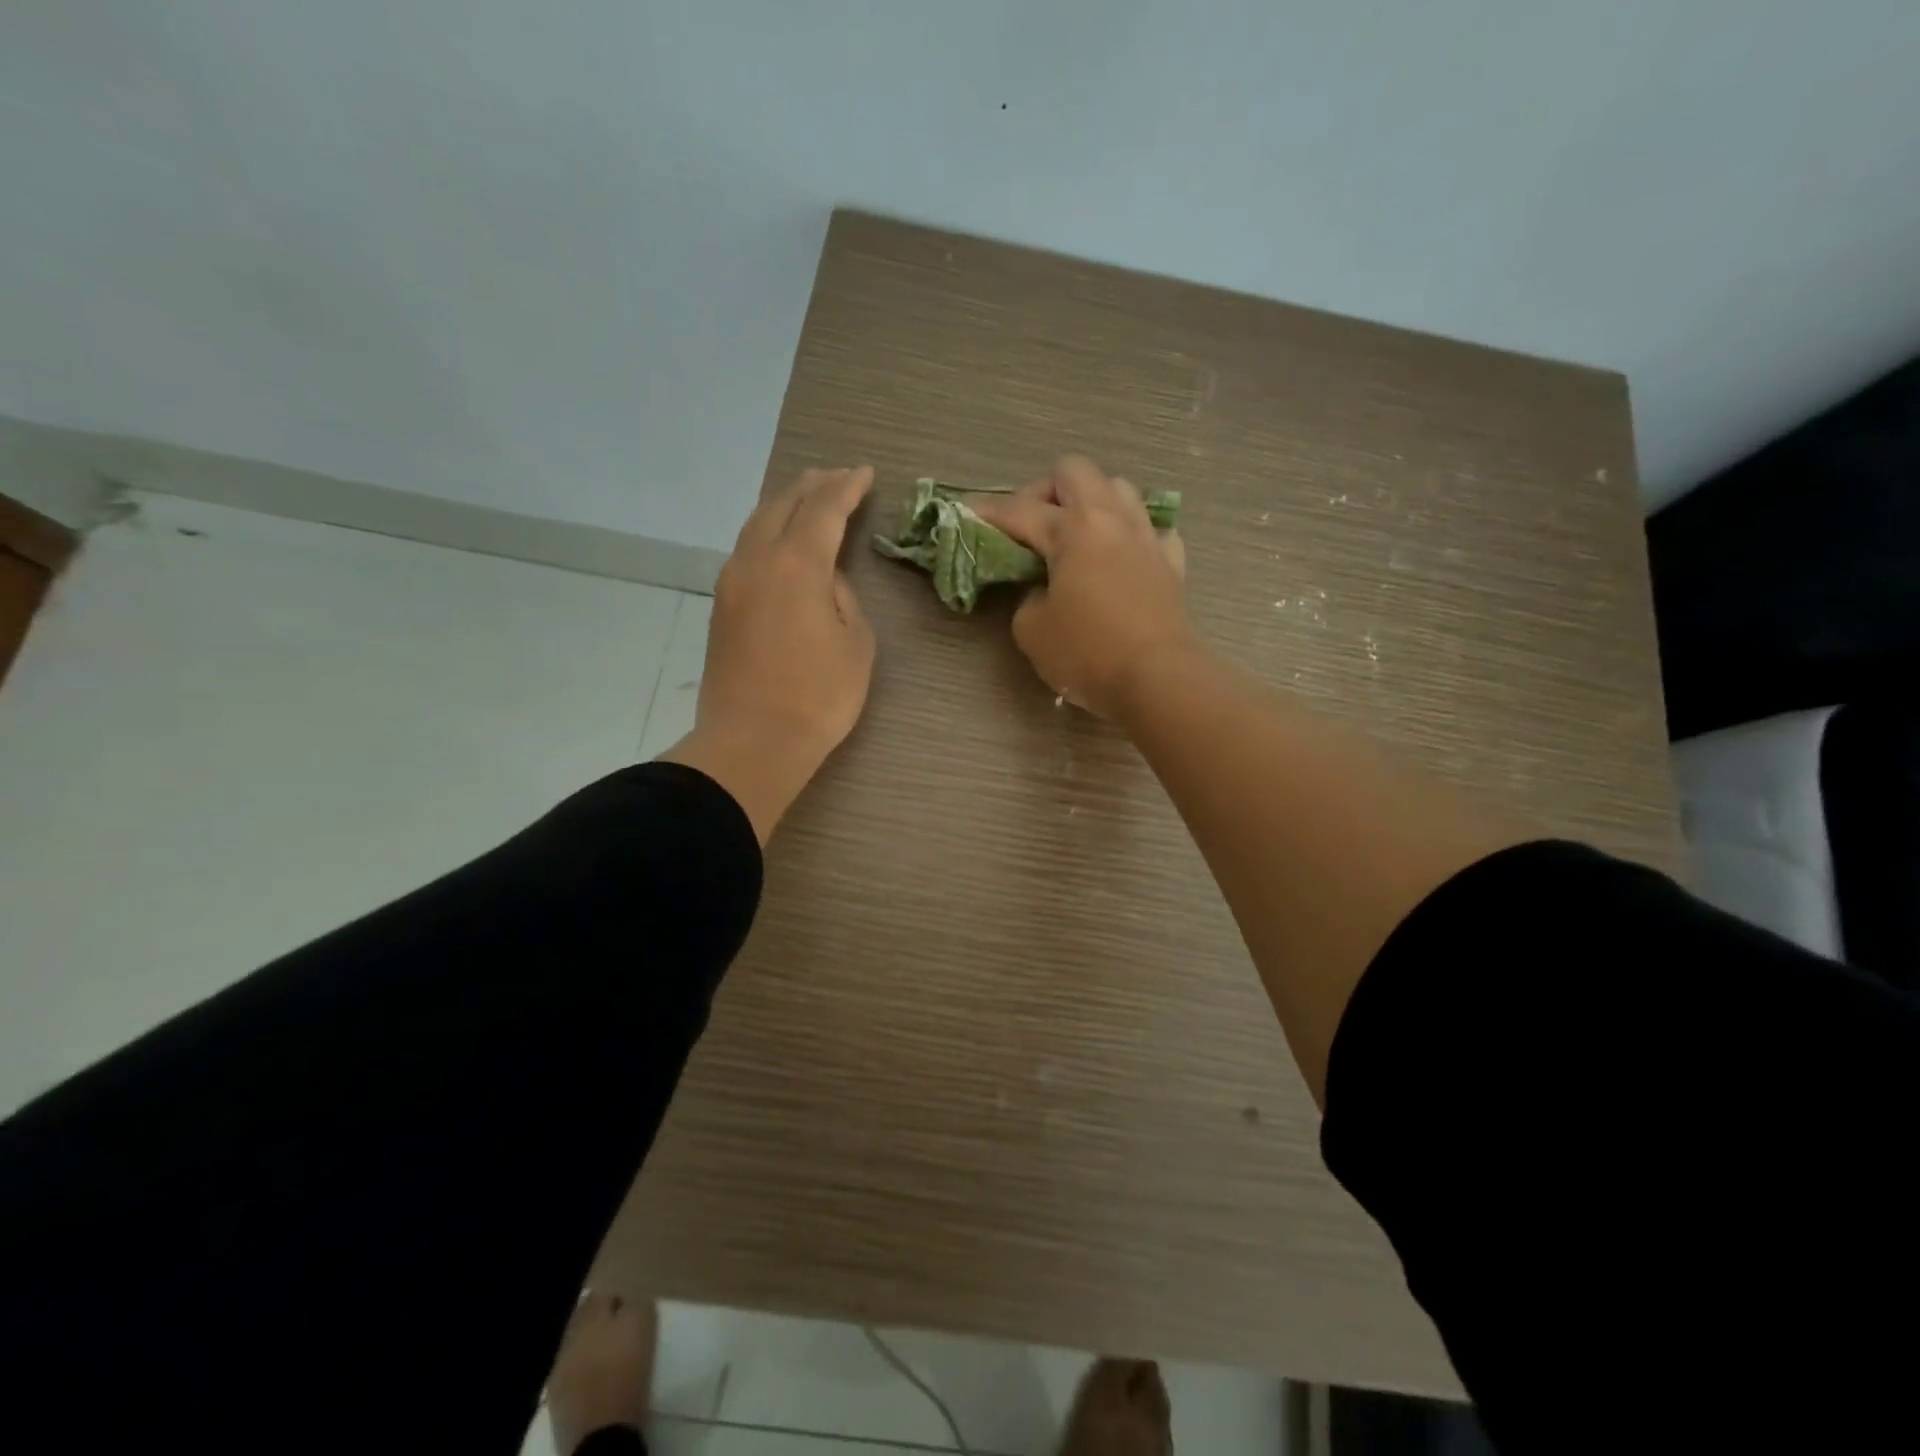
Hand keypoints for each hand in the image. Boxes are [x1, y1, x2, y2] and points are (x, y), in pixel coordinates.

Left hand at [662, 466, 875, 842]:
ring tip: (809, 498)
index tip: (865, 474)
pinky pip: (747, 550)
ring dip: (786, 505)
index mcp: (795, 565)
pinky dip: (770, 532)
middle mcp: (756, 561)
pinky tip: (782, 541)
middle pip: (783, 505)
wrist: (751, 742)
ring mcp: (731, 583)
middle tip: (838, 477)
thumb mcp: (855, 645)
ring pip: (758, 524)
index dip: (846, 488)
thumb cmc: (818, 698)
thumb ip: (843, 598)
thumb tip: (823, 580)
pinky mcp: (721, 607)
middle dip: (813, 486)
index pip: (823, 509)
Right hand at [972, 455, 1193, 720]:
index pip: (1019, 510)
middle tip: (1030, 526)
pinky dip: (1130, 535)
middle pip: (1073, 471)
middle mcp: (1111, 519)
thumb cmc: (1088, 654)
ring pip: (1118, 488)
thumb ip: (1026, 597)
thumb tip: (1041, 589)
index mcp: (1073, 529)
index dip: (987, 512)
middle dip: (1043, 491)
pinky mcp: (1171, 562)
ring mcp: (1147, 537)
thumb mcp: (1032, 630)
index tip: (967, 514)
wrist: (1158, 680)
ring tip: (1075, 537)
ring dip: (1091, 502)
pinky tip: (1119, 558)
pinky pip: (1151, 529)